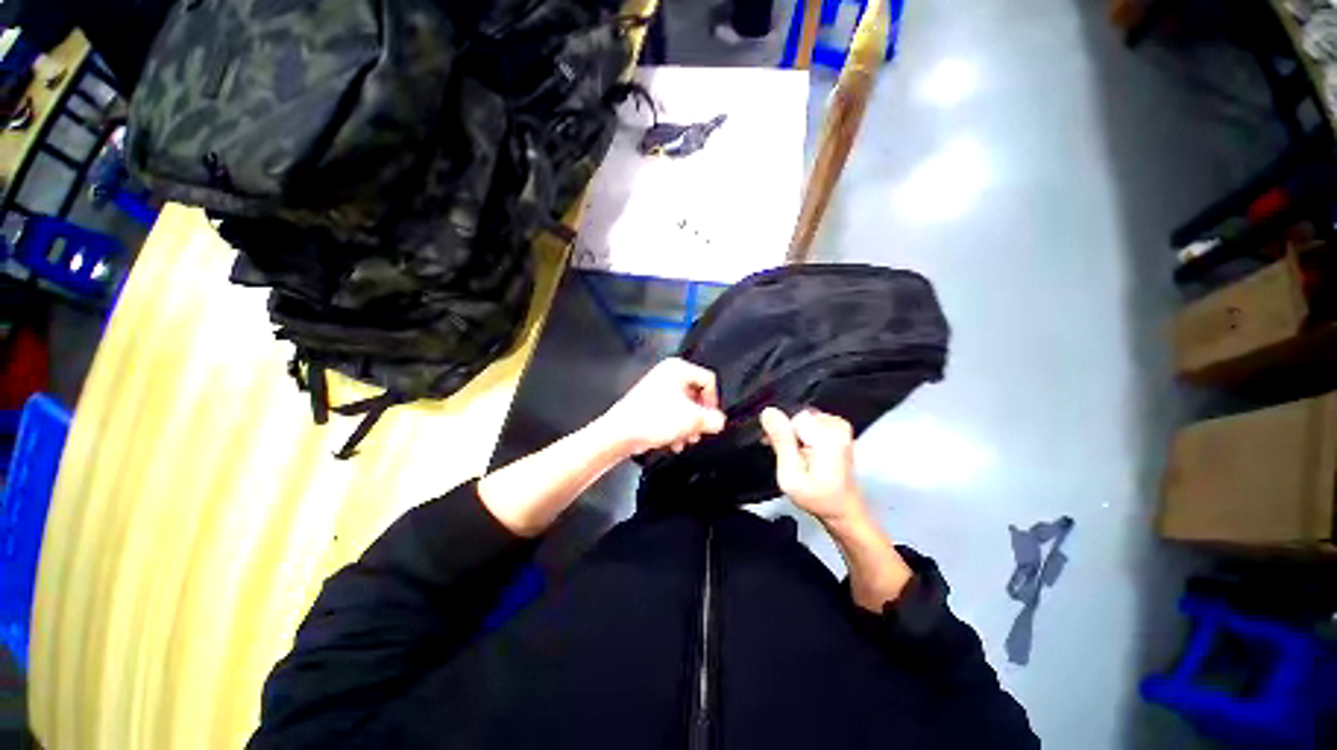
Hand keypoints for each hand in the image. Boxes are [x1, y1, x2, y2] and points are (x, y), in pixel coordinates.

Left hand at [599, 358, 726, 455]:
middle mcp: (667, 373)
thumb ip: (714, 420)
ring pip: (684, 407)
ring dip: (687, 427)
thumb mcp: (693, 420)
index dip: (713, 402)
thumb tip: (719, 421)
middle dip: (698, 419)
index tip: (709, 420)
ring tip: (683, 442)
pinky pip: (671, 412)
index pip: (709, 381)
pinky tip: (672, 442)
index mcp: (678, 368)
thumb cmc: (655, 420)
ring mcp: (657, 387)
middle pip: (696, 395)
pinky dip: (675, 427)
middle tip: (696, 434)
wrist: (620, 433)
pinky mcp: (649, 402)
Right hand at [760, 407, 865, 525]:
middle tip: (788, 457)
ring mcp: (841, 427)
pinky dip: (804, 434)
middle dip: (788, 434)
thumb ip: (781, 441)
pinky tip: (804, 451)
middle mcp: (838, 428)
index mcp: (829, 438)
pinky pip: (812, 421)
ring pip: (803, 418)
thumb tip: (769, 413)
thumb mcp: (790, 475)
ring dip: (795, 435)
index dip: (782, 433)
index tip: (779, 449)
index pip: (792, 417)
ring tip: (796, 456)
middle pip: (798, 416)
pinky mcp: (839, 429)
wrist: (842, 508)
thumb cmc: (819, 498)